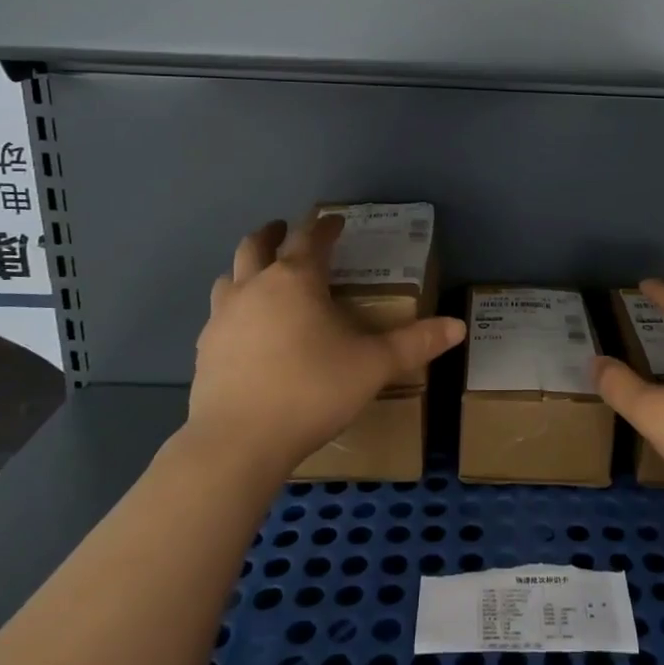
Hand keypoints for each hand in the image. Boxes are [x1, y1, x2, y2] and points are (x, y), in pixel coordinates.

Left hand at [186, 215, 463, 476]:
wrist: (238, 442)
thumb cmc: (312, 391)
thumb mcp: (374, 366)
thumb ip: (416, 343)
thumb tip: (458, 327)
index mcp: (296, 280)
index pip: (311, 238)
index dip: (326, 226)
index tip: (336, 221)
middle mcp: (254, 288)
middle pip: (255, 245)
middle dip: (274, 233)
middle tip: (286, 230)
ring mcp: (223, 318)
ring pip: (229, 276)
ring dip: (246, 268)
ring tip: (261, 276)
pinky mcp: (204, 349)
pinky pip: (219, 315)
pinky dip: (234, 308)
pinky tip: (245, 331)